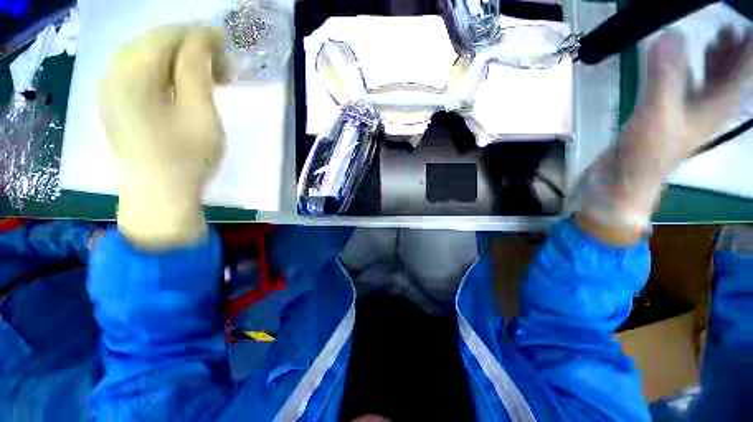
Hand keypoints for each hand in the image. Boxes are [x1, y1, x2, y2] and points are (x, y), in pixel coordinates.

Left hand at [99, 26, 225, 248]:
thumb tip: (202, 39)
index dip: (202, 36)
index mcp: (132, 71)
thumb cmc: (186, 157)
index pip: (170, 34)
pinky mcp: (115, 100)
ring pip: (149, 56)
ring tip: (207, 78)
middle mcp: (114, 71)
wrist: (159, 194)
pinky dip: (166, 72)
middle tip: (222, 69)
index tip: (229, 50)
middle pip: (156, 42)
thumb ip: (197, 70)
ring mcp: (110, 86)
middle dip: (192, 48)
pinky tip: (184, 87)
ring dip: (180, 61)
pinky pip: (140, 72)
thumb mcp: (200, 113)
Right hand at [578, 28, 752, 243]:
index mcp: (717, 107)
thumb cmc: (647, 153)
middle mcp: (710, 108)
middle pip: (732, 76)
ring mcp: (691, 112)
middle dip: (736, 51)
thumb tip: (669, 35)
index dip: (749, 50)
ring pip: (714, 81)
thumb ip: (664, 75)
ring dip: (719, 59)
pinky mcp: (671, 114)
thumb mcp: (657, 113)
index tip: (748, 28)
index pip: (744, 73)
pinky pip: (691, 87)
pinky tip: (689, 62)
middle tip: (733, 26)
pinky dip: (694, 71)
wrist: (625, 179)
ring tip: (719, 36)